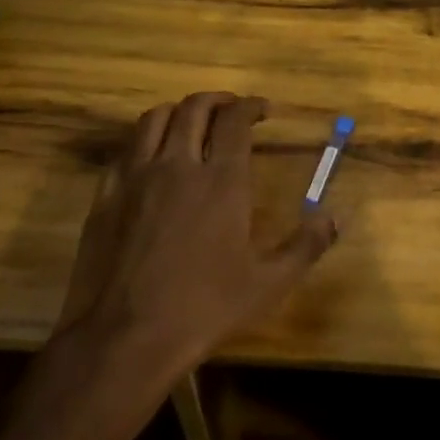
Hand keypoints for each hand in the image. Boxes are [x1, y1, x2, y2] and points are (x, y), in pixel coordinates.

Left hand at [52, 91, 337, 370]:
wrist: (123, 340)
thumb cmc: (203, 309)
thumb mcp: (267, 284)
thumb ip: (305, 246)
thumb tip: (334, 217)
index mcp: (222, 181)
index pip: (236, 120)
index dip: (251, 106)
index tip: (263, 109)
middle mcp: (179, 165)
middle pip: (195, 108)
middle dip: (218, 100)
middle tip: (231, 108)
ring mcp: (136, 178)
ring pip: (155, 118)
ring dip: (179, 111)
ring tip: (191, 122)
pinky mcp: (105, 196)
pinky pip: (125, 149)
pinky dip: (145, 140)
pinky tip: (151, 158)